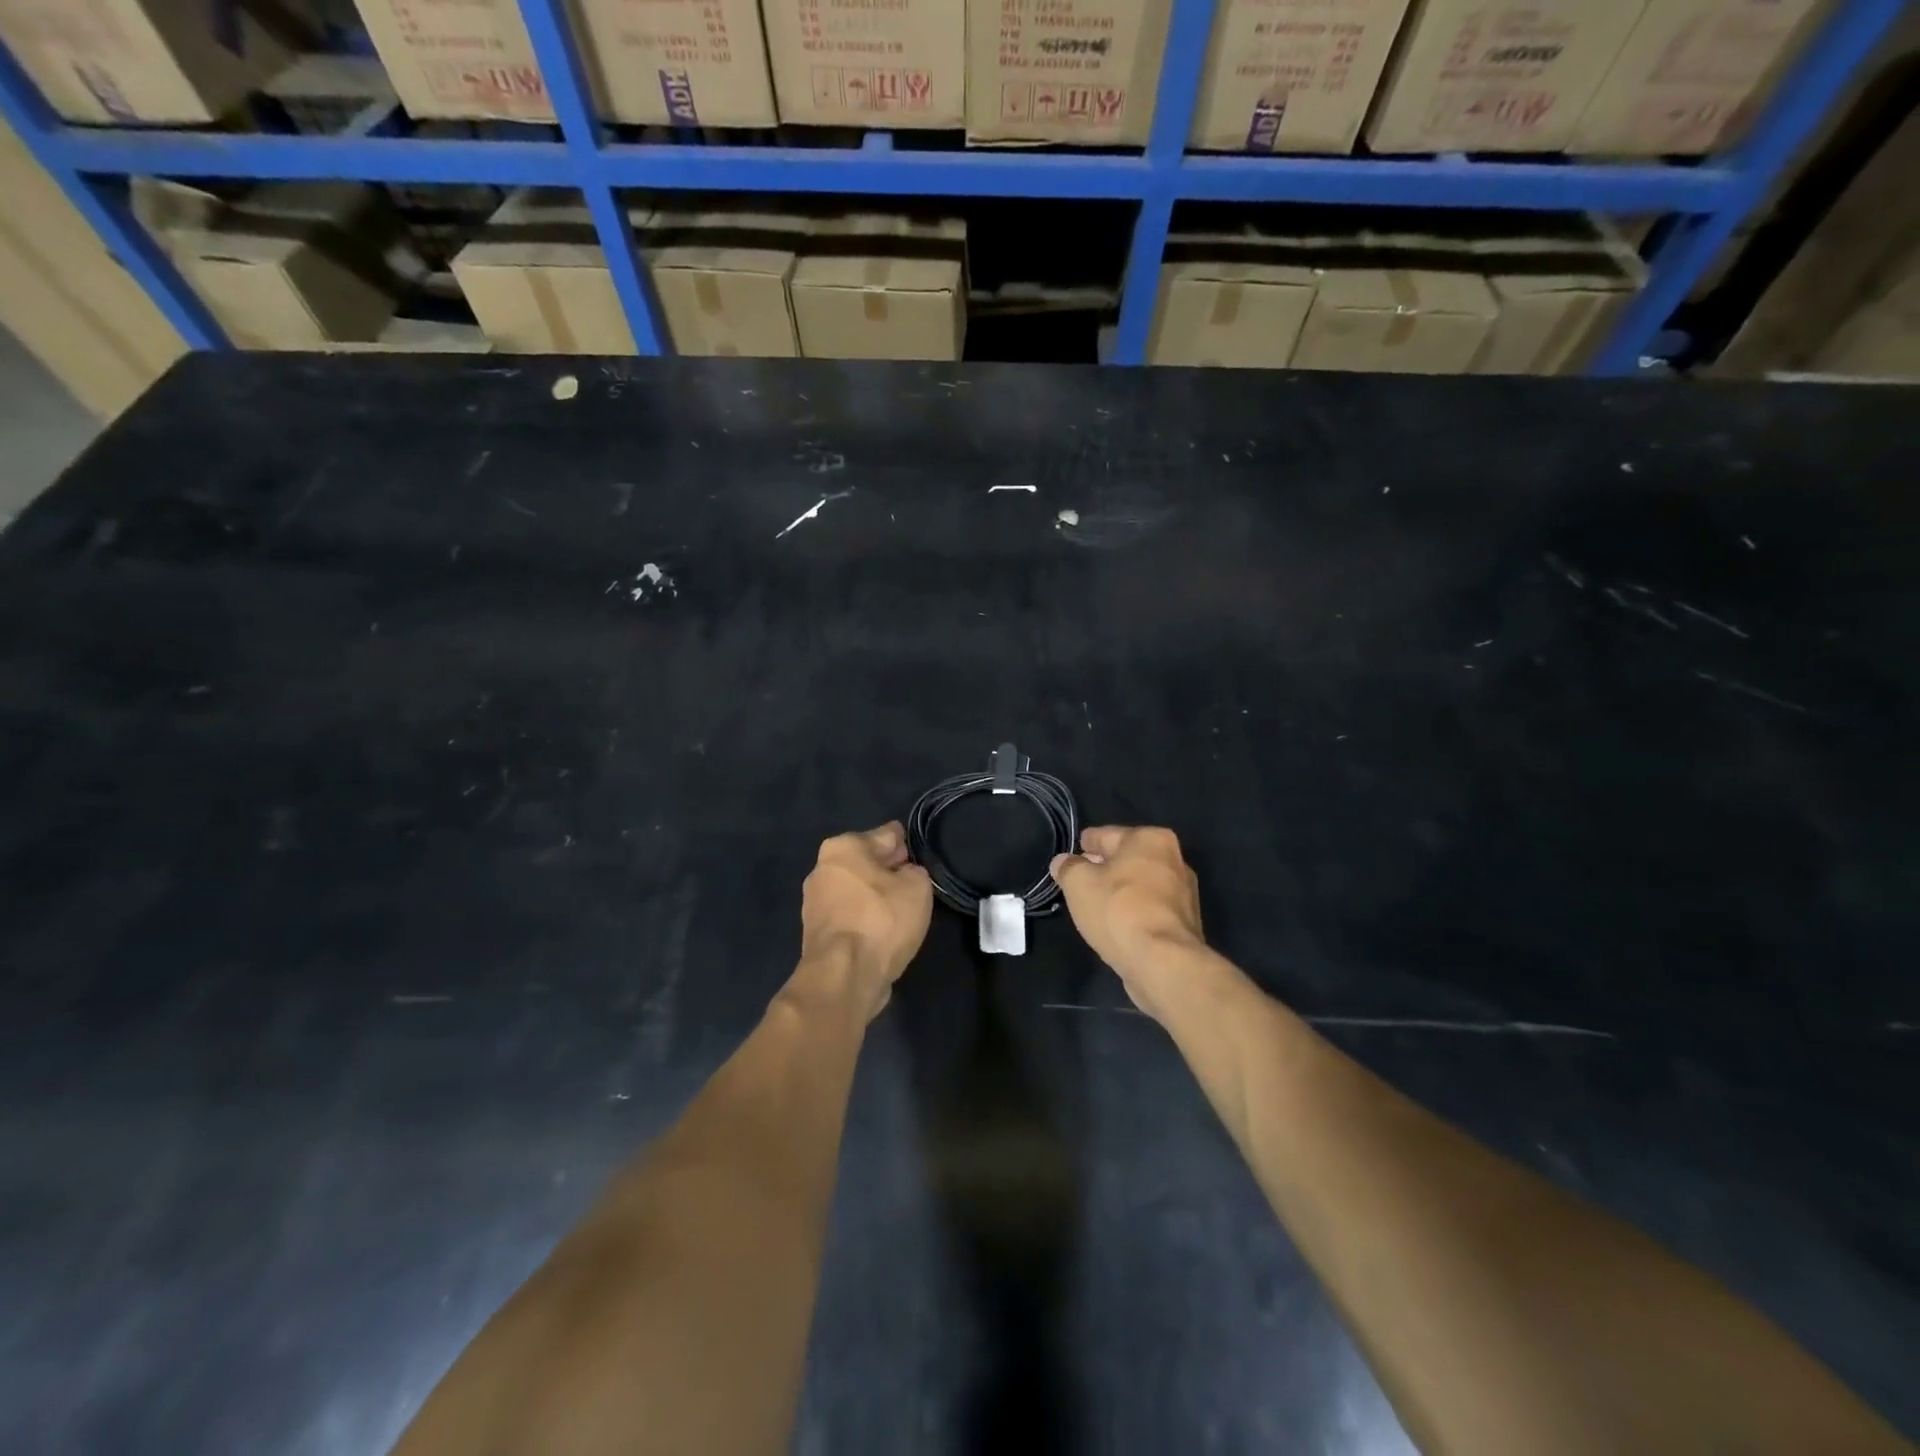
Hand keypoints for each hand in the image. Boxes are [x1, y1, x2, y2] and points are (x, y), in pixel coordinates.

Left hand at [798, 822, 932, 1019]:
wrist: (844, 976)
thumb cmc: (881, 920)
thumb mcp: (917, 887)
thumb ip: (914, 872)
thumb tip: (904, 875)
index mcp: (842, 847)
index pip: (886, 835)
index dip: (906, 844)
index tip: (919, 856)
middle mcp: (822, 869)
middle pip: (866, 862)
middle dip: (888, 870)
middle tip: (913, 884)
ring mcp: (814, 903)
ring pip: (856, 890)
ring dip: (875, 897)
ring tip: (901, 912)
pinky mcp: (816, 933)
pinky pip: (850, 916)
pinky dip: (865, 919)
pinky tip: (883, 932)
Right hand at [1051, 826, 1206, 1020]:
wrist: (1162, 962)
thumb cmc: (1118, 910)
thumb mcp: (1078, 883)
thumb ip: (1068, 867)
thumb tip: (1063, 862)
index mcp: (1151, 839)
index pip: (1107, 835)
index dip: (1087, 843)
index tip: (1075, 851)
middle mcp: (1175, 859)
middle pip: (1128, 859)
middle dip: (1105, 867)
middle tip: (1080, 879)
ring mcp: (1184, 893)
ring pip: (1141, 885)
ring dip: (1121, 891)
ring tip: (1096, 904)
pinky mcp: (1185, 923)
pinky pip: (1150, 909)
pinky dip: (1134, 912)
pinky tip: (1117, 924)